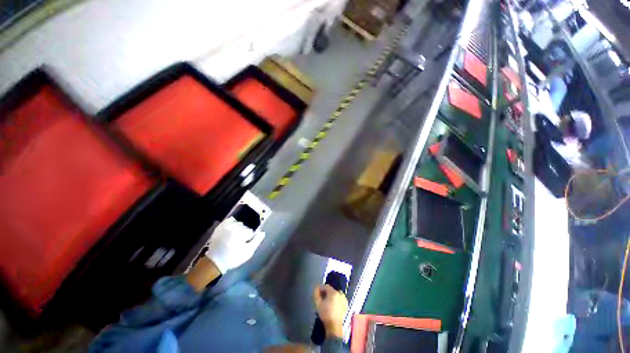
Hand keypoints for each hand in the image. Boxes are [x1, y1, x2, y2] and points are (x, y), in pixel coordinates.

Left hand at [204, 217, 264, 273]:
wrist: (215, 262)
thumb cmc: (233, 258)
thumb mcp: (248, 252)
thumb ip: (257, 241)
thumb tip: (262, 232)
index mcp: (240, 232)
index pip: (251, 231)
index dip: (249, 239)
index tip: (245, 245)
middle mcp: (233, 227)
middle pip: (245, 227)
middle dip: (244, 233)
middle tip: (239, 243)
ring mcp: (225, 226)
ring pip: (238, 223)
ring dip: (239, 229)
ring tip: (234, 238)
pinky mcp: (220, 227)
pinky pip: (230, 220)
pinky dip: (233, 223)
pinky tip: (232, 229)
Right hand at [313, 284, 347, 338]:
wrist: (334, 327)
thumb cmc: (325, 314)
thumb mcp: (318, 303)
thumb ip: (316, 294)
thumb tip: (317, 288)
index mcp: (333, 292)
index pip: (326, 286)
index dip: (321, 288)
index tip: (317, 293)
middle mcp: (340, 294)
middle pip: (331, 289)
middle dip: (326, 292)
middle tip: (322, 298)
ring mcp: (344, 299)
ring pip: (336, 294)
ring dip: (331, 296)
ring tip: (327, 302)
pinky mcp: (345, 305)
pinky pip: (339, 298)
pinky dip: (335, 300)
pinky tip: (332, 305)